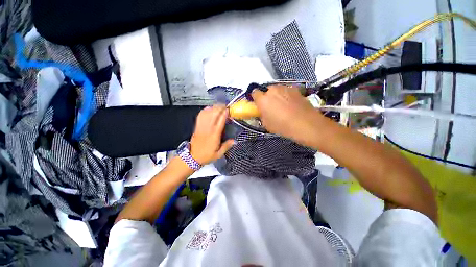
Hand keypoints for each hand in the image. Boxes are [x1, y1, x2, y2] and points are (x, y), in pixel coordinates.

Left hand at [190, 105, 234, 164]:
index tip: (229, 110)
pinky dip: (205, 110)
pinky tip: (209, 108)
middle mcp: (208, 129)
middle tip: (225, 106)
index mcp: (214, 135)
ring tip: (219, 106)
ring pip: (207, 113)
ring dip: (213, 107)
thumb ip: (227, 146)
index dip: (225, 113)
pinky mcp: (197, 126)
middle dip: (220, 108)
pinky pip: (200, 115)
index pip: (220, 120)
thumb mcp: (219, 154)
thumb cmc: (206, 156)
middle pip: (214, 114)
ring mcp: (201, 126)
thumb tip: (234, 141)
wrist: (192, 157)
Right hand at [251, 85, 325, 145]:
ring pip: (277, 89)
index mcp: (263, 99)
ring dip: (277, 95)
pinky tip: (291, 104)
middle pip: (266, 90)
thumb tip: (263, 111)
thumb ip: (262, 115)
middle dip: (267, 97)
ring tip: (283, 106)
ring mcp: (285, 88)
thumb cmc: (283, 126)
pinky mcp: (295, 89)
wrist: (306, 124)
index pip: (254, 93)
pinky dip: (286, 95)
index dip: (256, 98)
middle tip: (271, 107)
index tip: (258, 104)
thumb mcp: (267, 125)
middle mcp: (272, 90)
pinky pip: (286, 91)